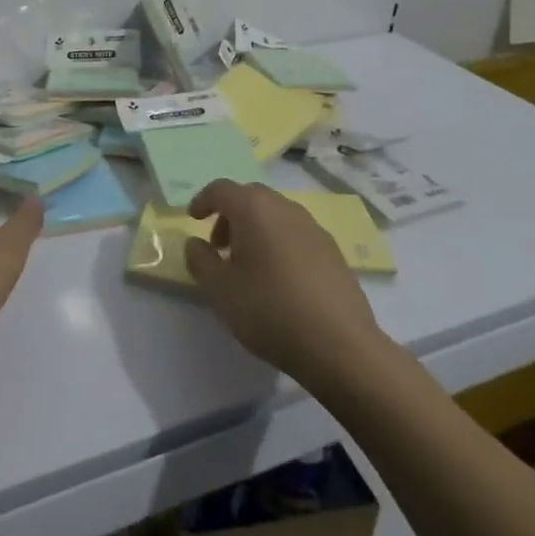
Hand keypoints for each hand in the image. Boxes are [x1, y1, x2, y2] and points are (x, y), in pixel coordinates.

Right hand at [184, 181, 388, 380]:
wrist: (341, 346)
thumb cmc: (270, 311)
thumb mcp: (220, 290)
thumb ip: (200, 260)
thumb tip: (195, 243)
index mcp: (254, 209)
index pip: (221, 189)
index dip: (203, 200)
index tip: (193, 219)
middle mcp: (285, 208)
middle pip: (250, 197)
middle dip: (230, 215)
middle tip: (219, 245)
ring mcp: (313, 228)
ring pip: (275, 214)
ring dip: (255, 228)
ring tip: (248, 264)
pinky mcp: (333, 251)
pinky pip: (296, 233)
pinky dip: (279, 242)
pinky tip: (279, 278)